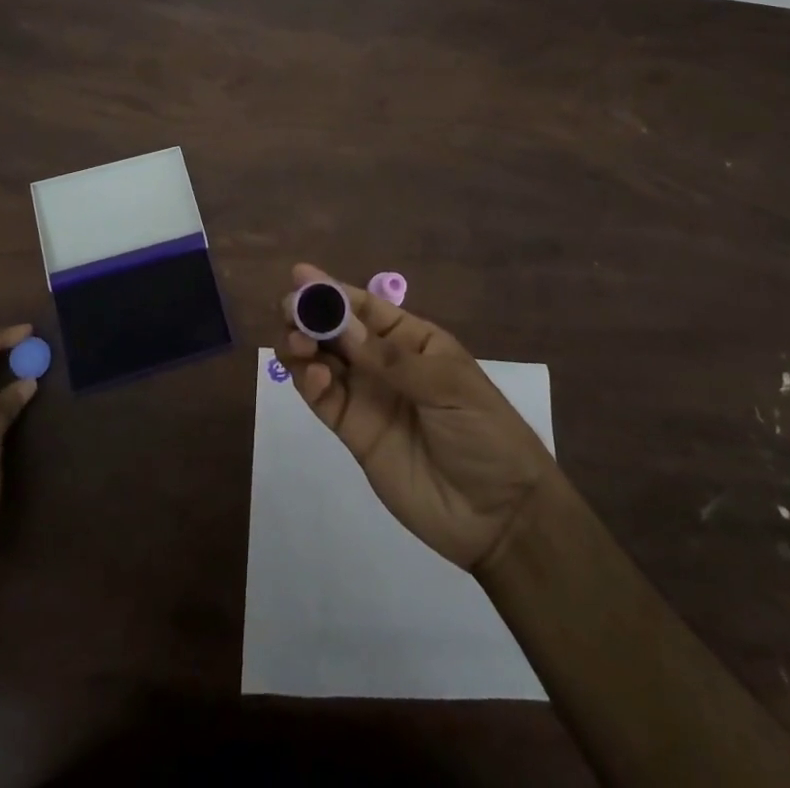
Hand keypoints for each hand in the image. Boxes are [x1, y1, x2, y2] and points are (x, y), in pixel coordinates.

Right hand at [275, 264, 559, 570]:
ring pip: (323, 361)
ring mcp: (366, 397)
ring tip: (299, 344)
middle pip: (337, 331)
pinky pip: (324, 400)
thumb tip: (341, 325)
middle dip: (311, 315)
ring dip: (303, 345)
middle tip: (290, 310)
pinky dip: (310, 383)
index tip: (301, 275)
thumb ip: (391, 359)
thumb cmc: (484, 432)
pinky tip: (313, 376)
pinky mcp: (354, 433)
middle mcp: (383, 363)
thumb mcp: (448, 385)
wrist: (499, 514)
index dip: (333, 291)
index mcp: (412, 340)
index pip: (366, 308)